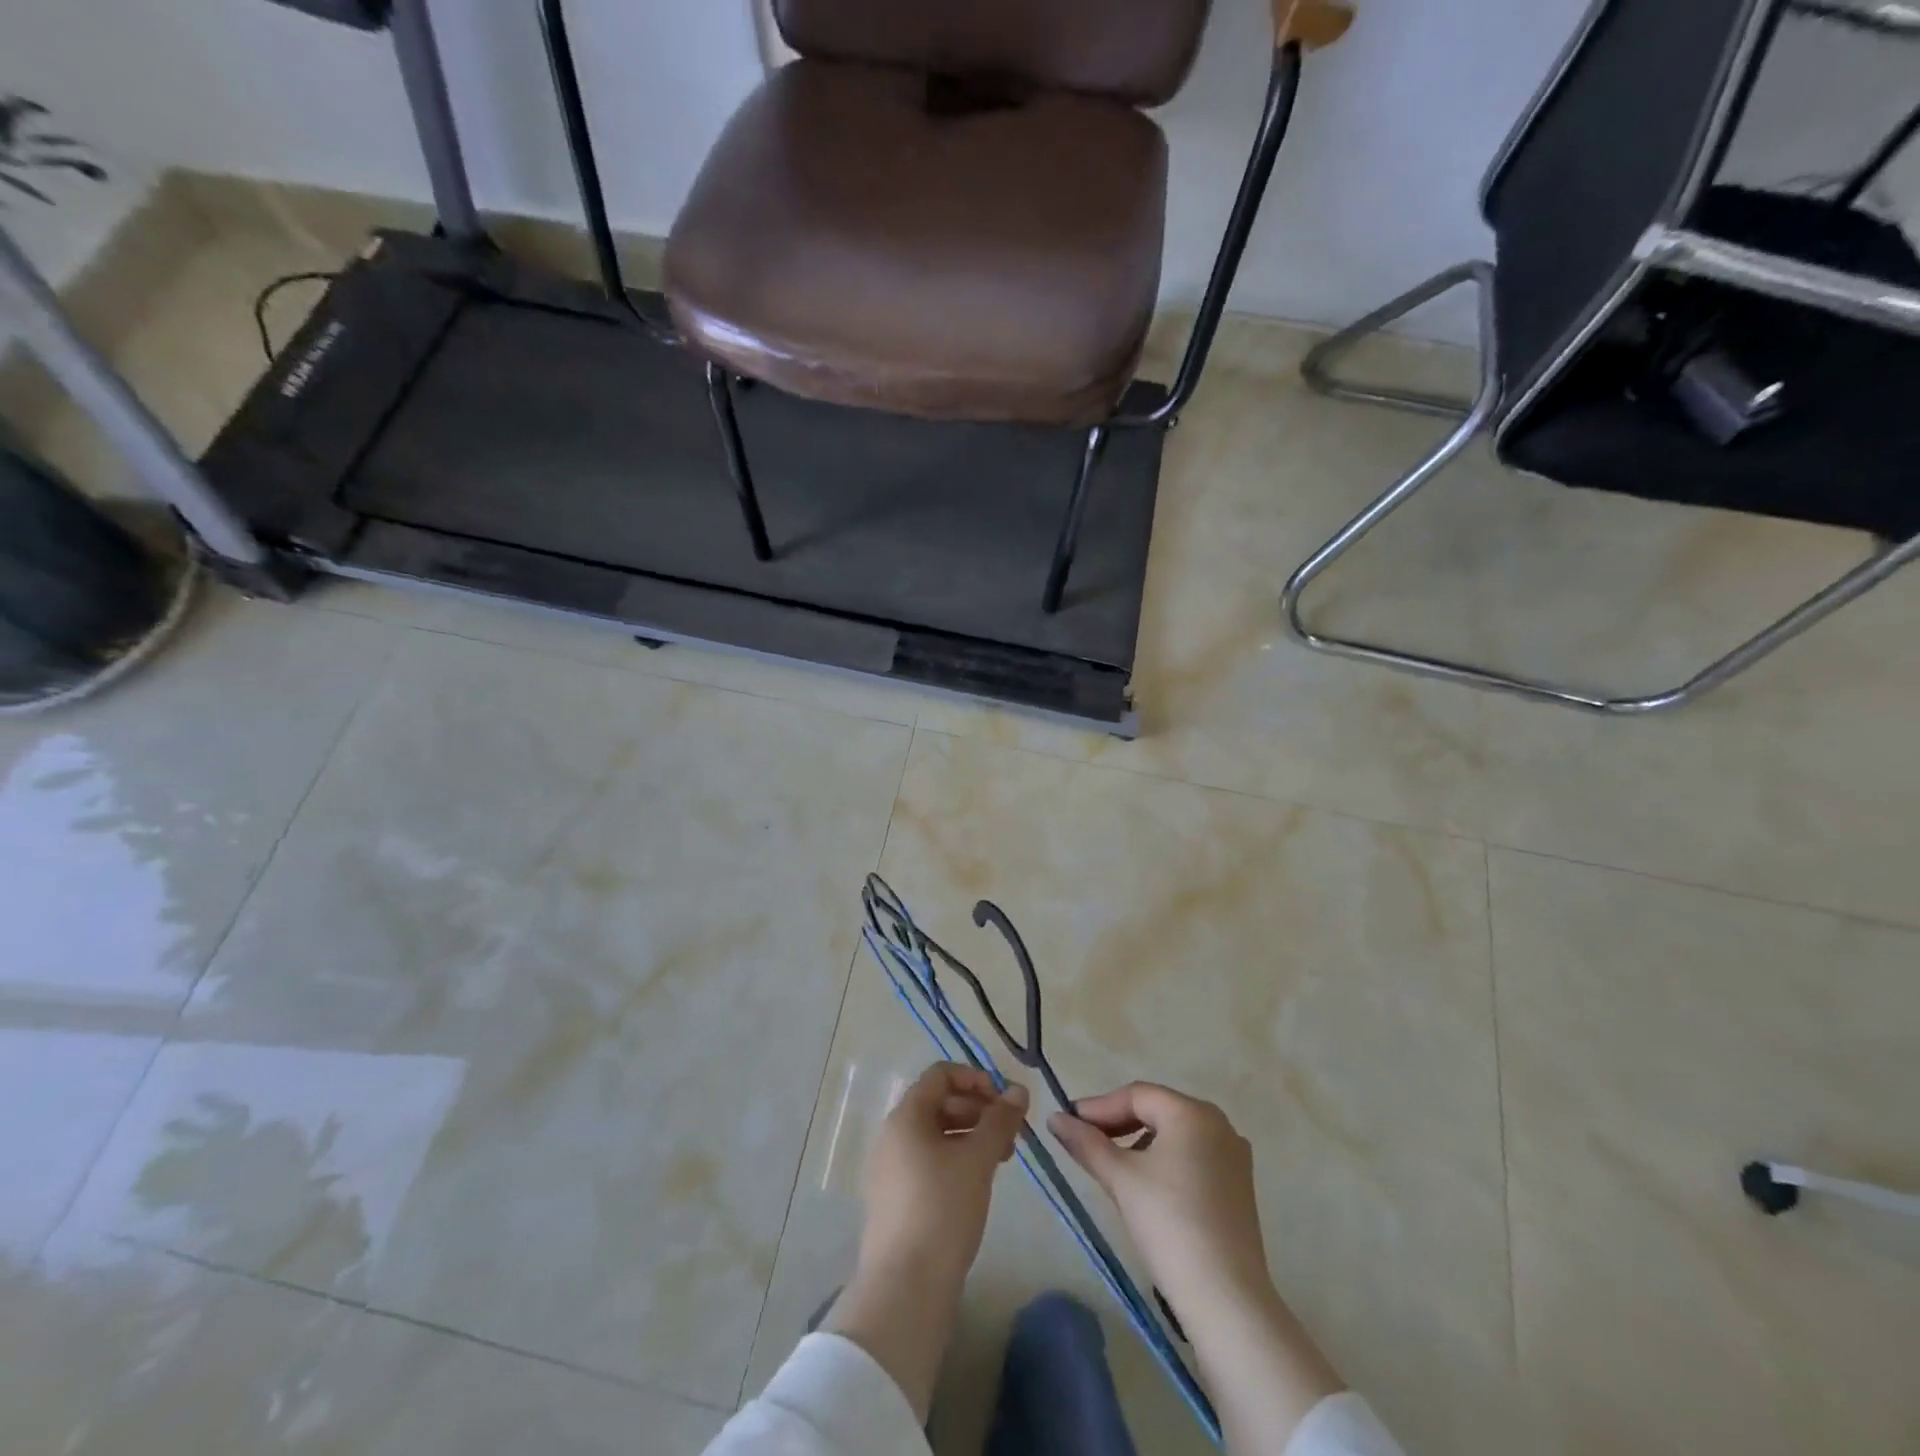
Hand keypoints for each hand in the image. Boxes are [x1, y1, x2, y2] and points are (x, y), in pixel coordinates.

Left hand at [858, 1062, 1029, 1281]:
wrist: (905, 1287)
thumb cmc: (943, 1208)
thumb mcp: (978, 1159)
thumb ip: (1000, 1120)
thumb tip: (1018, 1090)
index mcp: (906, 1116)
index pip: (941, 1075)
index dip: (976, 1078)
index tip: (1005, 1101)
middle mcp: (892, 1135)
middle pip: (938, 1103)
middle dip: (978, 1111)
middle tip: (1011, 1134)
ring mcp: (890, 1169)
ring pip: (935, 1135)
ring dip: (970, 1137)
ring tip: (1001, 1160)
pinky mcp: (894, 1200)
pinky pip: (927, 1162)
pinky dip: (955, 1161)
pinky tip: (977, 1184)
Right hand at [1050, 1083, 1345, 1454]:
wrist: (1226, 1299)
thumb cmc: (1169, 1224)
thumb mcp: (1120, 1178)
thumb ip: (1086, 1143)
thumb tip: (1055, 1118)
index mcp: (1193, 1112)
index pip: (1136, 1095)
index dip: (1098, 1107)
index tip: (1068, 1123)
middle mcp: (1219, 1125)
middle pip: (1157, 1111)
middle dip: (1118, 1124)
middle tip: (1085, 1143)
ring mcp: (1233, 1157)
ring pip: (1174, 1136)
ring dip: (1138, 1145)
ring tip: (1111, 1169)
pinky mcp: (1239, 1188)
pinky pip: (1192, 1159)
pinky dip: (1163, 1163)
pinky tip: (1145, 1189)